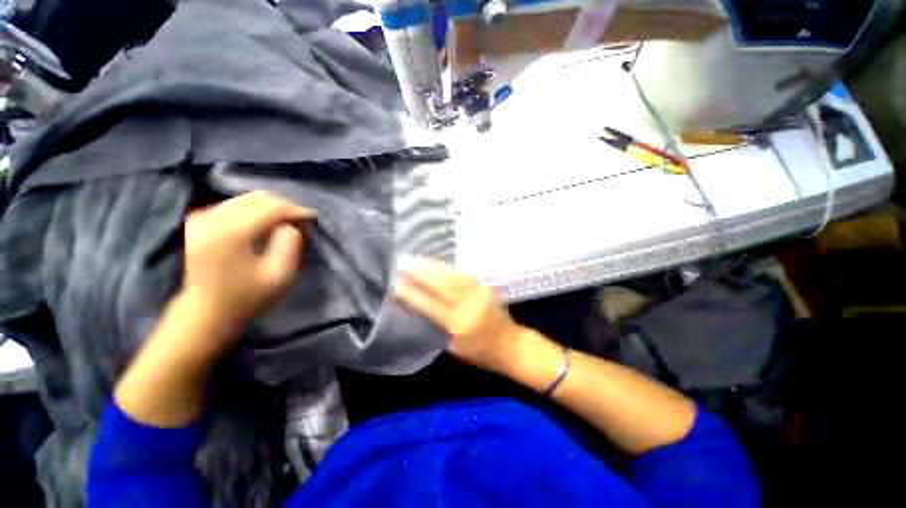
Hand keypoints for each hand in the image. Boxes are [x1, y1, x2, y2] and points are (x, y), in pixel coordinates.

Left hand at [180, 191, 315, 338]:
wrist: (207, 311)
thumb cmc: (248, 297)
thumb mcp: (280, 276)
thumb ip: (291, 246)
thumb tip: (293, 225)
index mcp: (231, 233)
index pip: (272, 208)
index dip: (297, 211)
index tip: (314, 218)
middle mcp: (213, 219)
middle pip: (258, 198)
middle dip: (285, 206)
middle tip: (302, 220)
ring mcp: (202, 218)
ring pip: (246, 198)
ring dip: (271, 207)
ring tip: (287, 221)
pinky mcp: (198, 220)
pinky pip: (234, 204)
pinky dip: (254, 209)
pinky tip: (265, 222)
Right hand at [396, 258, 521, 372]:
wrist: (511, 345)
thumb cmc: (480, 352)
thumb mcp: (453, 347)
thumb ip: (435, 326)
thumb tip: (417, 307)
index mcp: (457, 324)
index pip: (428, 304)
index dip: (410, 292)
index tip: (395, 282)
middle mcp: (468, 305)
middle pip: (440, 284)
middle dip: (420, 272)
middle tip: (403, 263)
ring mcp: (478, 293)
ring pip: (451, 275)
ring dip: (432, 266)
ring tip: (416, 260)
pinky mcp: (485, 286)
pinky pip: (462, 274)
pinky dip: (447, 268)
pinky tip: (437, 264)